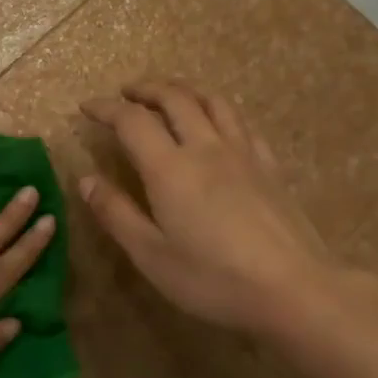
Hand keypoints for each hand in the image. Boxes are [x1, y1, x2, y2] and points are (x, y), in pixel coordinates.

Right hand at [79, 78, 344, 339]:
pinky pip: (241, 123)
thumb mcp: (150, 255)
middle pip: (175, 98)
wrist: (292, 289)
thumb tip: (86, 180)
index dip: (106, 109)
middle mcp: (205, 148)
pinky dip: (218, 112)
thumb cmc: (212, 278)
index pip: (132, 121)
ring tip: (168, 96)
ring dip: (183, 91)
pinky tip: (217, 126)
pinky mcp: (269, 167)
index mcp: (170, 168)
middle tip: (125, 92)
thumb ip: (116, 213)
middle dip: (145, 89)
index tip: (87, 107)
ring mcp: (243, 154)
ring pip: (212, 102)